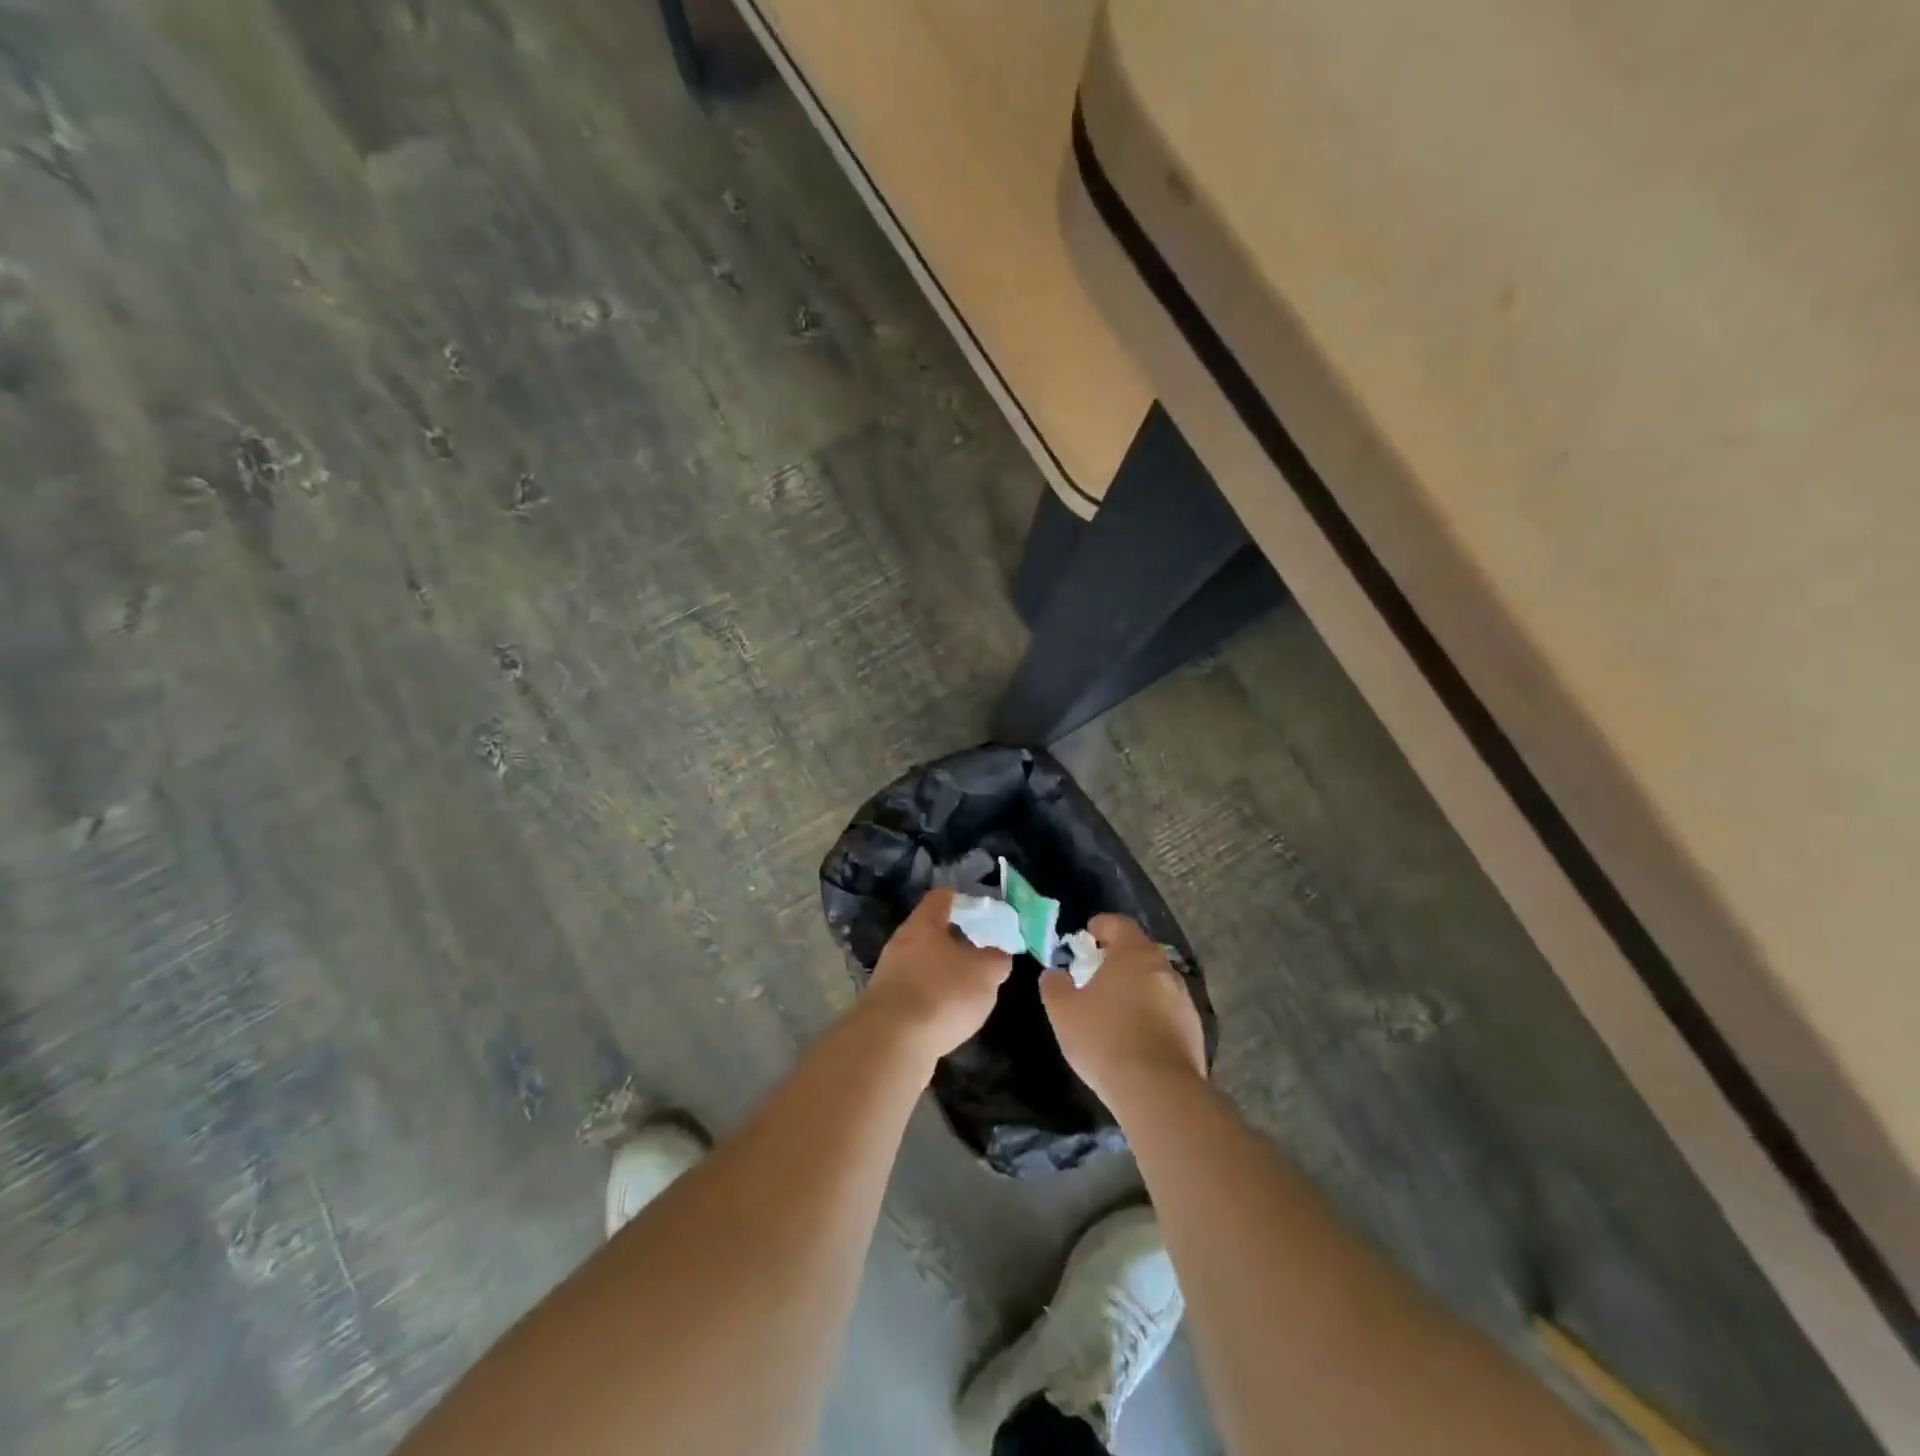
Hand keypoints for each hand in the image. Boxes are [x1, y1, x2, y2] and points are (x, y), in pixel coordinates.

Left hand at [860, 888, 1012, 1062]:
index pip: (942, 897)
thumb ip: (997, 959)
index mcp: (923, 924)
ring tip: (969, 989)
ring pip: (922, 963)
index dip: (964, 900)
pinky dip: (932, 998)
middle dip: (956, 940)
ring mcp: (889, 975)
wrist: (891, 1043)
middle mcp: (901, 943)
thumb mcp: (985, 974)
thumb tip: (998, 955)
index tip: (983, 911)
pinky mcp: (885, 1006)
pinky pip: (915, 991)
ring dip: (943, 972)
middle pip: (930, 931)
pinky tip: (947, 1016)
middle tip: (982, 953)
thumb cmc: (942, 994)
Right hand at [1041, 914, 1205, 1107]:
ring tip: (1116, 1007)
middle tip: (1098, 971)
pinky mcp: (1194, 1031)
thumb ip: (1054, 986)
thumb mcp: (1063, 1012)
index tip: (1089, 932)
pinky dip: (1152, 1015)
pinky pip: (1168, 1011)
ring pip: (1156, 982)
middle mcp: (1163, 969)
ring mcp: (1183, 1000)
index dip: (1103, 925)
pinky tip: (1137, 1036)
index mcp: (1133, 954)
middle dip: (1119, 958)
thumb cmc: (1105, 1039)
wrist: (1158, 1091)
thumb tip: (1054, 974)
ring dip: (1137, 987)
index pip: (1120, 924)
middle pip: (1140, 952)